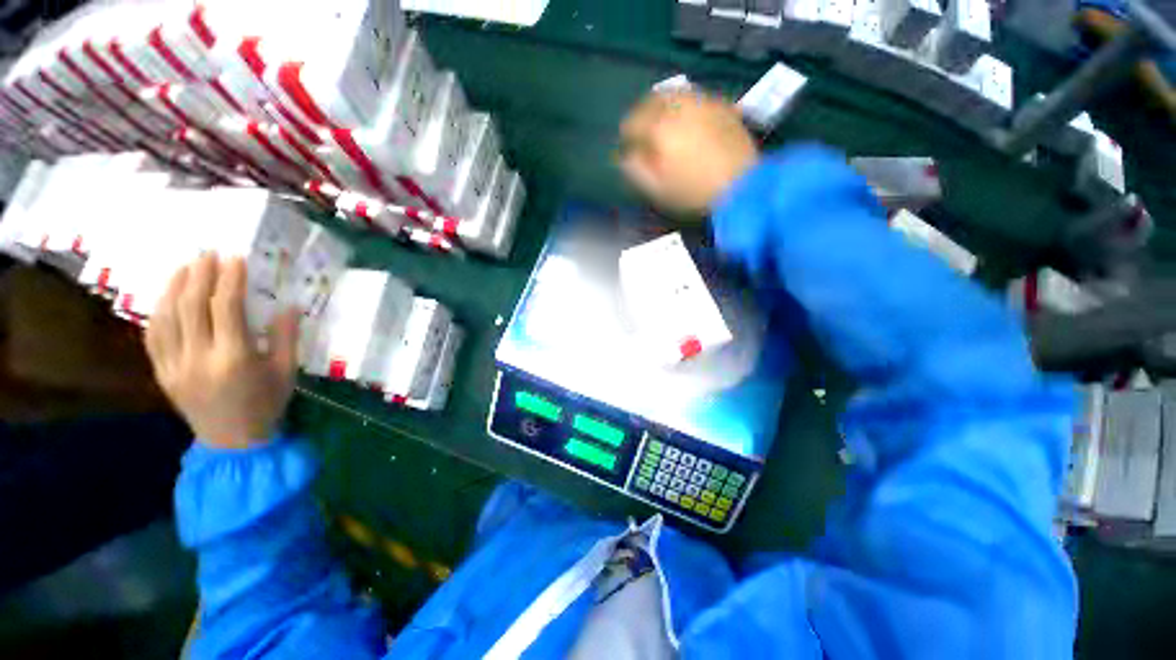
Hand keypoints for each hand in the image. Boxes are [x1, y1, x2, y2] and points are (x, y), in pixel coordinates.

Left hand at [145, 253, 299, 449]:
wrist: (233, 441)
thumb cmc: (267, 404)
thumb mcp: (286, 371)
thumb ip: (285, 337)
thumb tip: (288, 305)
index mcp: (233, 358)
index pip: (226, 308)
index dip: (230, 280)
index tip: (235, 258)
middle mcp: (198, 358)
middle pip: (192, 307)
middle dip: (200, 275)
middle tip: (208, 254)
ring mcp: (174, 366)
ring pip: (167, 317)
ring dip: (174, 287)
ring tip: (185, 267)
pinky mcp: (162, 372)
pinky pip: (154, 335)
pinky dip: (159, 311)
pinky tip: (166, 296)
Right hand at [619, 90, 758, 213]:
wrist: (742, 186)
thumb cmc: (693, 191)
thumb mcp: (657, 189)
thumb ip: (636, 170)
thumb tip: (625, 156)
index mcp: (660, 128)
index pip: (632, 122)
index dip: (626, 134)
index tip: (626, 144)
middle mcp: (679, 106)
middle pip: (652, 100)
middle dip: (642, 113)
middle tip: (641, 128)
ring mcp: (703, 102)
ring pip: (674, 93)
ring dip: (662, 104)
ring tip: (662, 121)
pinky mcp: (722, 104)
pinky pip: (695, 97)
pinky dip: (684, 104)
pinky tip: (686, 119)